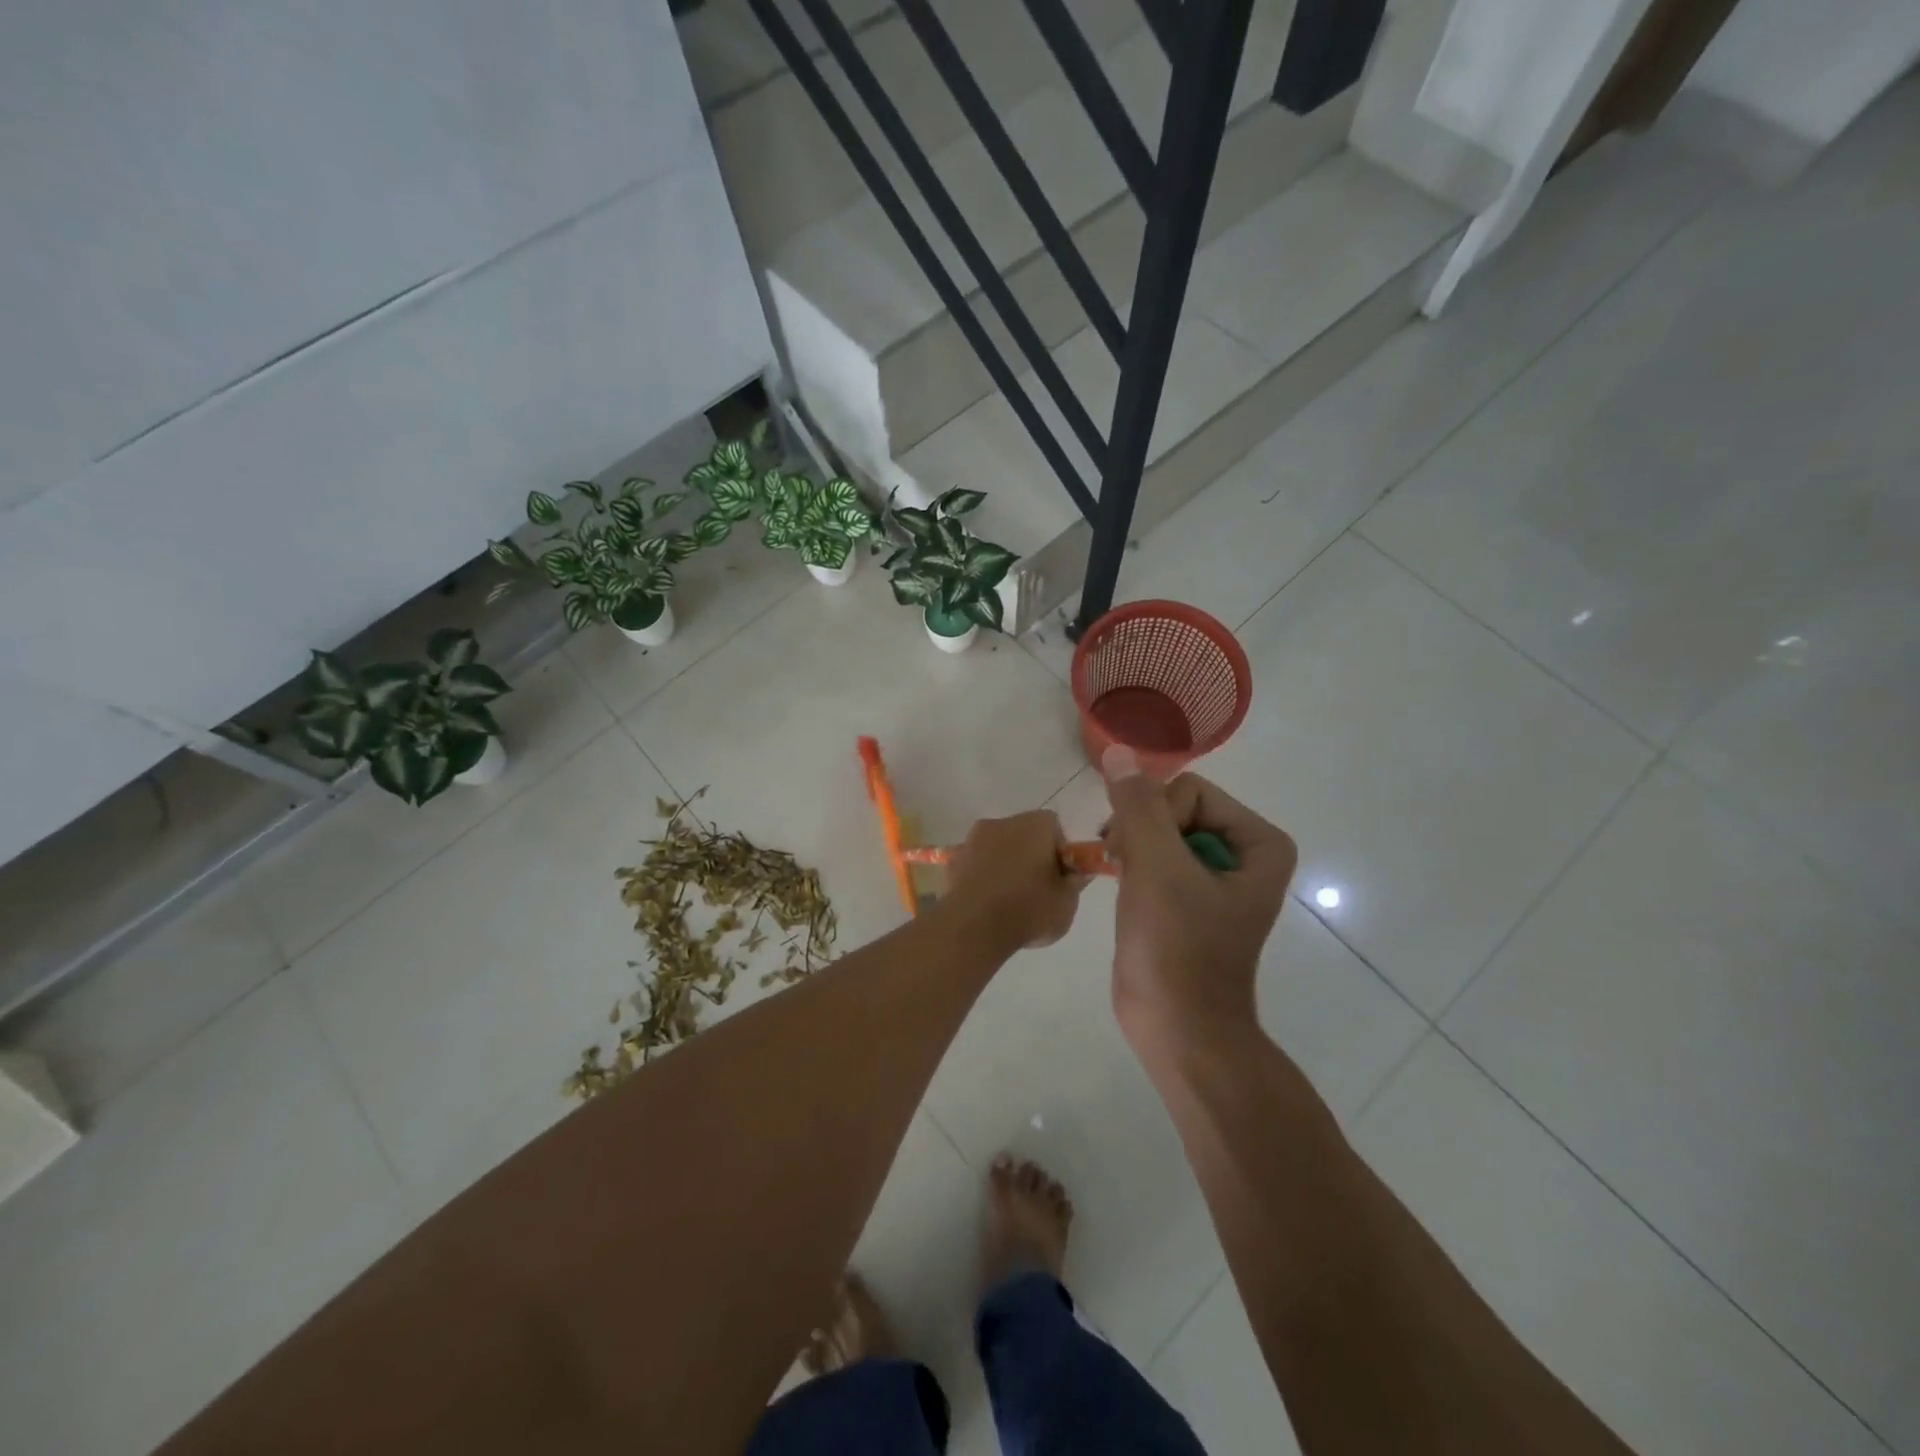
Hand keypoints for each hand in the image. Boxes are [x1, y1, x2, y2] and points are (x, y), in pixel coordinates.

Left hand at [944, 810, 1085, 953]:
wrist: (974, 926)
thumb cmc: (1029, 908)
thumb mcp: (1067, 902)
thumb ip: (1075, 883)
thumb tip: (1076, 873)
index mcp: (1035, 824)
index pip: (1054, 828)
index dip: (1059, 853)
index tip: (1059, 878)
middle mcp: (1003, 822)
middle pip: (1024, 835)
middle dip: (1031, 856)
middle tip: (1037, 891)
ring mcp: (973, 839)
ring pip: (998, 849)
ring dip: (1004, 866)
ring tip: (1008, 902)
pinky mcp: (953, 859)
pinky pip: (976, 864)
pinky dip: (982, 877)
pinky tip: (986, 904)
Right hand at [1101, 747, 1296, 1050]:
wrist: (1178, 1030)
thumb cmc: (1177, 948)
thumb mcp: (1157, 868)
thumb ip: (1138, 806)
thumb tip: (1119, 751)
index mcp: (1259, 843)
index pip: (1189, 791)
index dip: (1155, 818)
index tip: (1134, 855)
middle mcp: (1243, 854)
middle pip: (1174, 807)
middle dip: (1141, 832)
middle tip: (1120, 864)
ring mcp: (1214, 877)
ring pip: (1159, 830)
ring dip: (1132, 847)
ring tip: (1119, 877)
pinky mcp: (1188, 898)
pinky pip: (1156, 857)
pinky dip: (1133, 866)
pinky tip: (1123, 887)